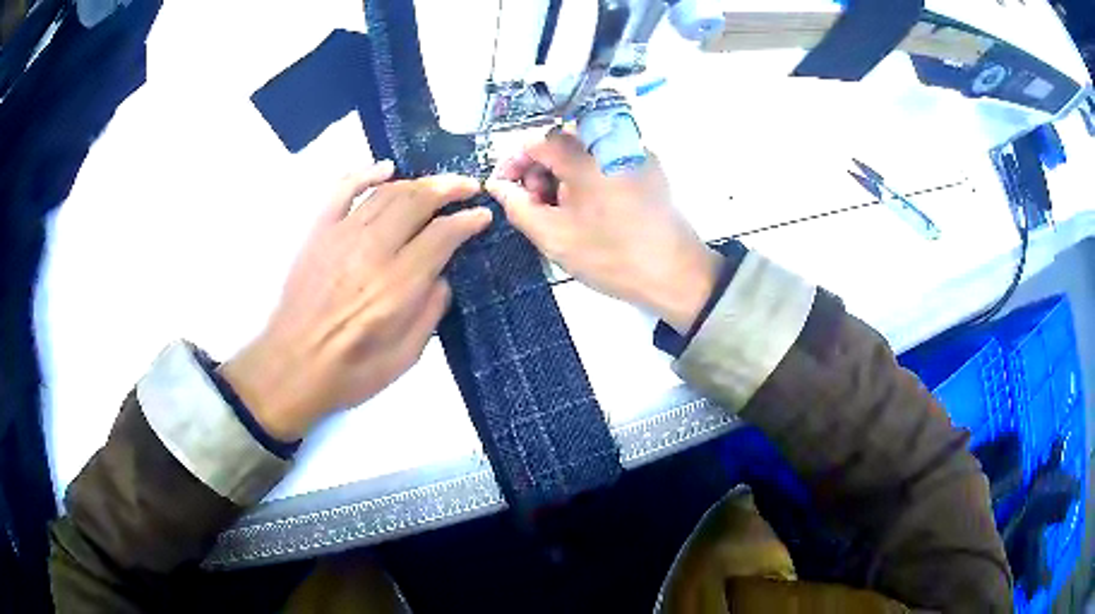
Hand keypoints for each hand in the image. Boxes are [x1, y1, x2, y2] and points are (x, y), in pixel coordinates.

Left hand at [220, 161, 488, 441]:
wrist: (291, 368)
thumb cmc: (350, 373)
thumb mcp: (406, 357)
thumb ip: (430, 312)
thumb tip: (441, 276)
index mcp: (397, 286)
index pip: (442, 235)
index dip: (467, 221)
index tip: (482, 216)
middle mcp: (372, 251)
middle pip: (417, 201)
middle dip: (450, 188)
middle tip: (469, 187)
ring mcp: (341, 236)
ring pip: (386, 192)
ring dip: (418, 182)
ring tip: (436, 184)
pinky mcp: (318, 233)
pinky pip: (342, 190)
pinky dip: (365, 173)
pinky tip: (385, 168)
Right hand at [486, 131, 721, 333]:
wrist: (677, 275)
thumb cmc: (612, 257)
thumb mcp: (554, 236)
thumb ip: (517, 206)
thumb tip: (498, 185)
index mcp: (586, 154)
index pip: (535, 140)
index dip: (512, 162)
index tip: (503, 188)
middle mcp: (612, 140)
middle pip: (560, 141)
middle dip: (538, 169)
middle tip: (533, 204)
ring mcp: (634, 151)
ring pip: (583, 150)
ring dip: (562, 173)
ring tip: (559, 210)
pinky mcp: (648, 166)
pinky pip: (605, 159)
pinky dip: (587, 176)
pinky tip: (587, 207)